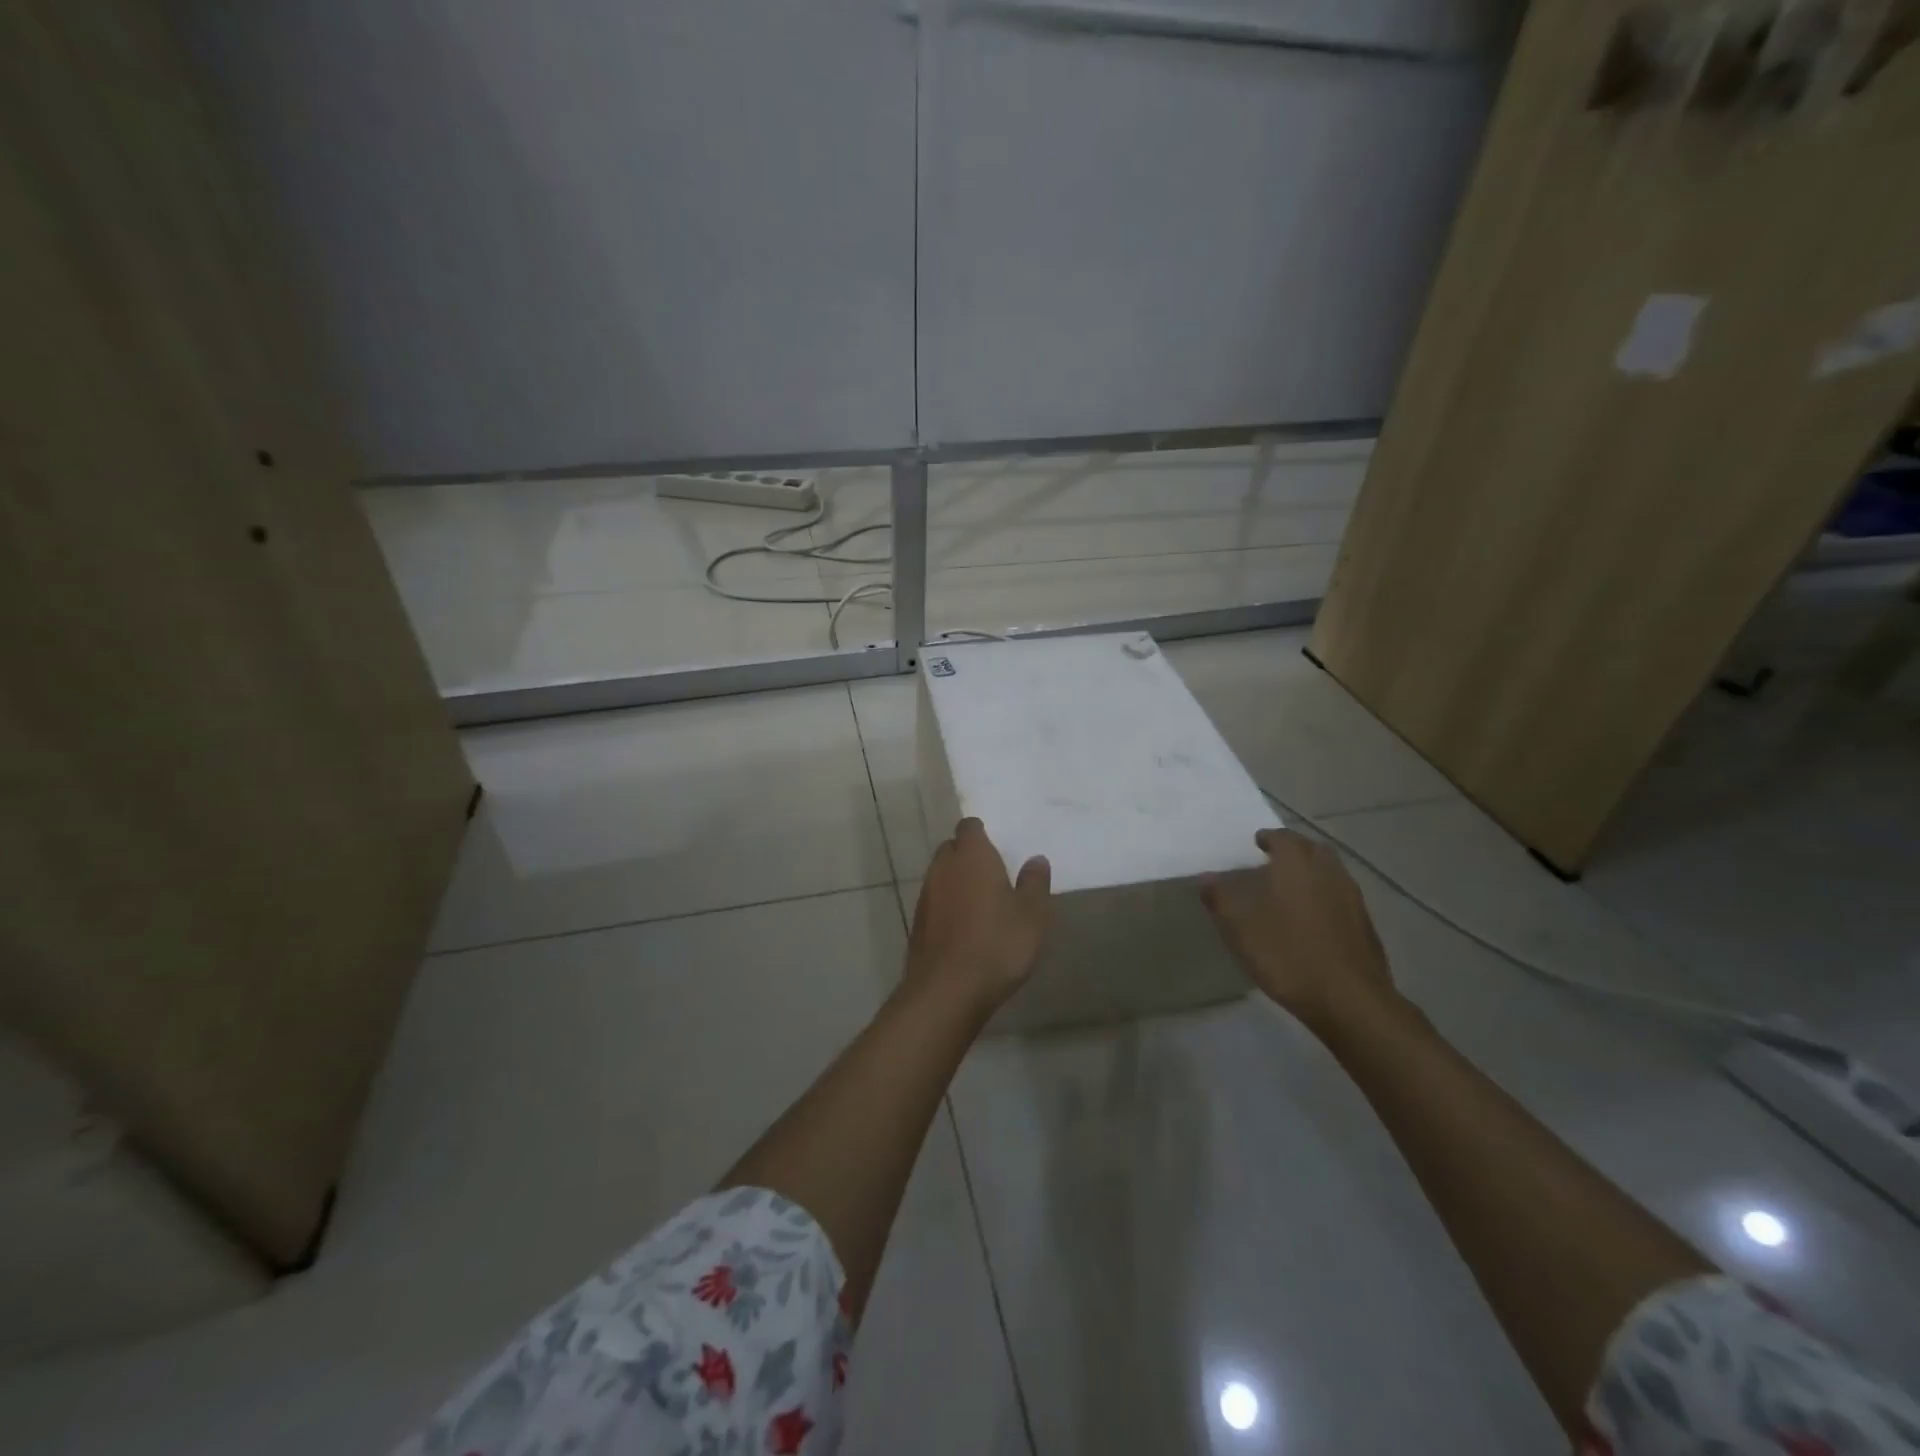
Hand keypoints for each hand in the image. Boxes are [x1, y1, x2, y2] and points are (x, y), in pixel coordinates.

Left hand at [905, 818, 1051, 1017]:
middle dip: (970, 856)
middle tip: (995, 875)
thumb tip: (1036, 860)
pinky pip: (936, 902)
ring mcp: (926, 895)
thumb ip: (1035, 883)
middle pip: (953, 849)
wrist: (946, 990)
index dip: (983, 834)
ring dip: (958, 883)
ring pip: (942, 875)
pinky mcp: (918, 923)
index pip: (970, 827)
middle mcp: (943, 867)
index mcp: (972, 856)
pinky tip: (967, 928)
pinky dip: (949, 907)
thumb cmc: (997, 944)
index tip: (1000, 848)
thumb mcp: (1032, 915)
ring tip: (983, 904)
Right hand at [1201, 828, 1399, 1035]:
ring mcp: (1352, 899)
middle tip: (1275, 862)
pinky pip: (1342, 898)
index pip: (1284, 837)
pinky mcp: (1366, 926)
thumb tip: (1207, 878)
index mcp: (1297, 865)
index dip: (1269, 838)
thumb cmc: (1287, 954)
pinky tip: (1312, 921)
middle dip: (1295, 851)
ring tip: (1291, 891)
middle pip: (1313, 850)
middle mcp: (1328, 872)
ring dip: (1313, 874)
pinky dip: (1326, 898)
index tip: (1256, 843)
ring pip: (1331, 873)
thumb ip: (1220, 898)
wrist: (1348, 1000)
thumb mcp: (1239, 927)